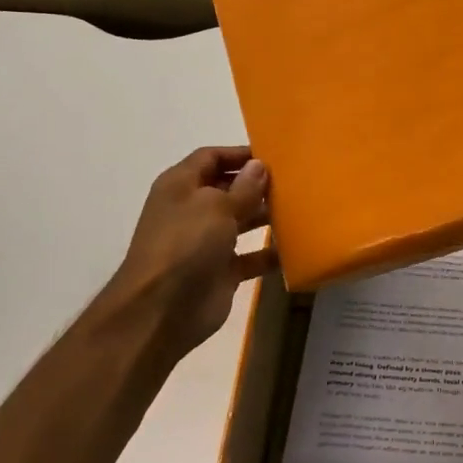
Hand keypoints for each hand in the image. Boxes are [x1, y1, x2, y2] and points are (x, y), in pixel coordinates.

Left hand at [100, 146, 275, 360]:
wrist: (162, 309)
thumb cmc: (185, 244)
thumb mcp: (216, 207)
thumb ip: (243, 187)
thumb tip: (260, 166)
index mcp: (181, 185)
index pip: (211, 157)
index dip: (240, 154)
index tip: (275, 155)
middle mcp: (192, 210)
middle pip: (228, 188)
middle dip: (258, 185)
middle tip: (296, 183)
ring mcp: (206, 242)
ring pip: (241, 222)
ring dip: (266, 216)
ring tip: (300, 210)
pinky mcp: (220, 271)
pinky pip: (250, 257)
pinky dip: (269, 254)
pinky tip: (296, 248)